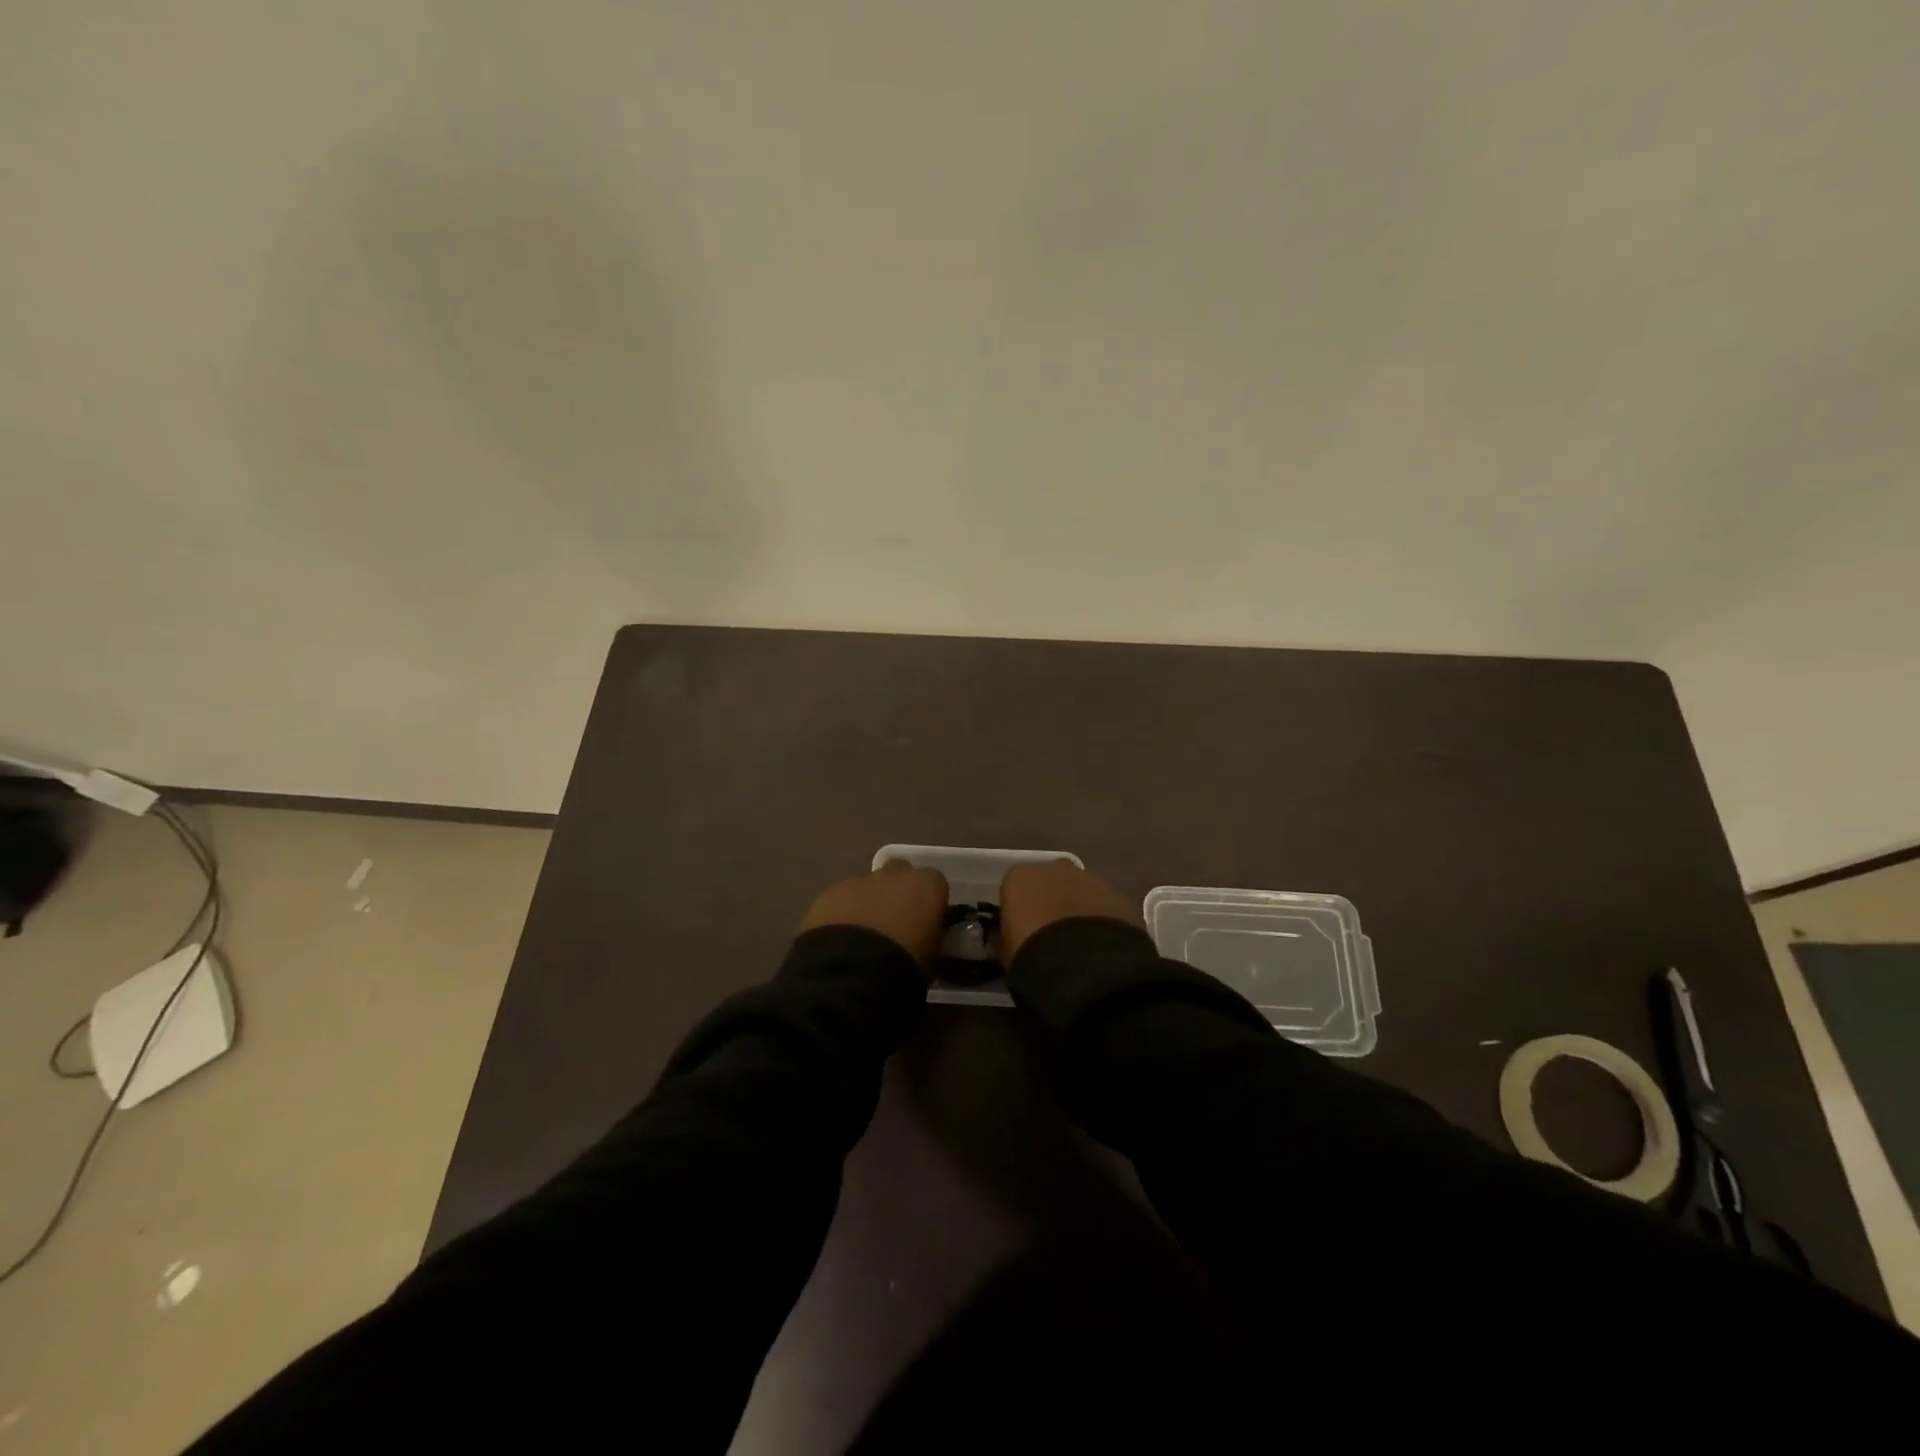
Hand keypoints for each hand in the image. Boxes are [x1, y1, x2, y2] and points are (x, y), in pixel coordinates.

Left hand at [798, 860, 950, 966]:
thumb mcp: (932, 957)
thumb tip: (925, 939)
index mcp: (927, 886)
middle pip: (899, 873)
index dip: (929, 902)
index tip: (925, 923)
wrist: (852, 973)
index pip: (935, 883)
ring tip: (861, 938)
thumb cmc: (905, 965)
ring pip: (867, 885)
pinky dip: (842, 913)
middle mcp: (894, 874)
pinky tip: (838, 940)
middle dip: (897, 891)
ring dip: (867, 903)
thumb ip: (931, 938)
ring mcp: (858, 881)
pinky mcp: (828, 894)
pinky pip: (840, 899)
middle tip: (894, 923)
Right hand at [998, 860, 1142, 963]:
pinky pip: (1106, 906)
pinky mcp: (1119, 896)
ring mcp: (1091, 879)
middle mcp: (1055, 869)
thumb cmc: (1033, 956)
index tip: (1022, 933)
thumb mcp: (1006, 953)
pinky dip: (1104, 920)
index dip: (1019, 910)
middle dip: (1052, 902)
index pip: (1014, 888)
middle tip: (1053, 935)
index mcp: (1020, 878)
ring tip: (1082, 944)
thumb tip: (1003, 940)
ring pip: (1082, 891)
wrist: (1085, 967)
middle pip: (1050, 882)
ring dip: (1080, 910)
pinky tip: (1104, 946)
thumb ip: (1004, 939)